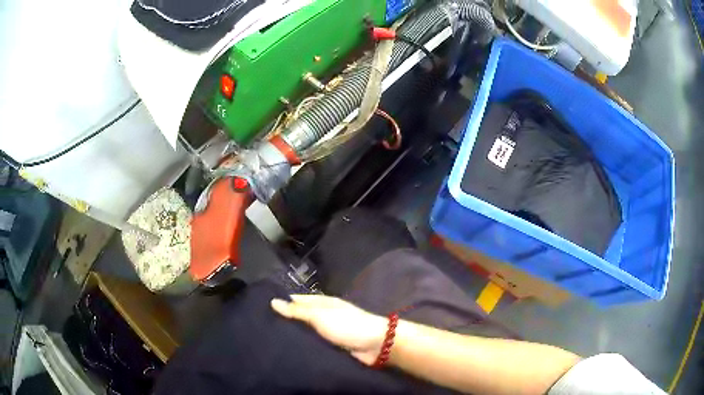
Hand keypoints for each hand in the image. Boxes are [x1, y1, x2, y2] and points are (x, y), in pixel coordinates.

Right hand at [271, 295, 386, 364]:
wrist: (375, 345)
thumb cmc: (346, 325)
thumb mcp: (320, 315)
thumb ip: (297, 311)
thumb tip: (273, 301)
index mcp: (321, 303)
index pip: (296, 300)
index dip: (280, 303)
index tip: (259, 309)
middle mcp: (323, 316)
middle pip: (300, 317)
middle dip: (284, 322)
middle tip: (260, 329)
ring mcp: (327, 332)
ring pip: (305, 332)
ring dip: (292, 336)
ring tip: (268, 342)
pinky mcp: (330, 346)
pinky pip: (312, 345)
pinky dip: (302, 347)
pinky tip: (287, 352)